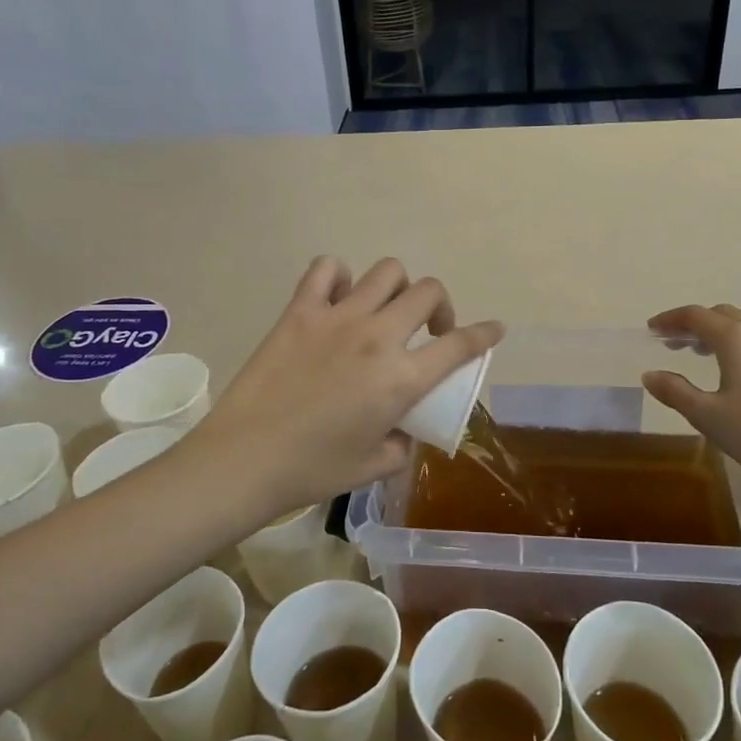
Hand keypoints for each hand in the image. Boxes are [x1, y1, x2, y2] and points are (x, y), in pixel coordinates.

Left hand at [188, 257, 503, 513]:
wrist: (245, 459)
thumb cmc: (313, 470)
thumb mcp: (373, 466)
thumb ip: (402, 444)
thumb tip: (405, 430)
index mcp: (401, 378)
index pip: (460, 345)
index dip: (484, 334)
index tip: (495, 329)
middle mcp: (377, 337)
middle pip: (428, 292)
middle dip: (441, 307)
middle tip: (429, 331)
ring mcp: (337, 317)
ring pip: (386, 272)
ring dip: (397, 288)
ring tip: (386, 311)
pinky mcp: (299, 311)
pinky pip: (326, 269)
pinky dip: (339, 276)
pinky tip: (338, 298)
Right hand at [642, 305, 740, 493]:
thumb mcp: (708, 416)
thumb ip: (675, 391)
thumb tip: (650, 374)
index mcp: (734, 337)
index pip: (694, 316)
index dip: (669, 320)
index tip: (651, 329)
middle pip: (720, 314)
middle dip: (693, 324)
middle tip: (672, 342)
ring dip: (717, 332)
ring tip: (700, 353)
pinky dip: (738, 343)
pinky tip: (736, 369)